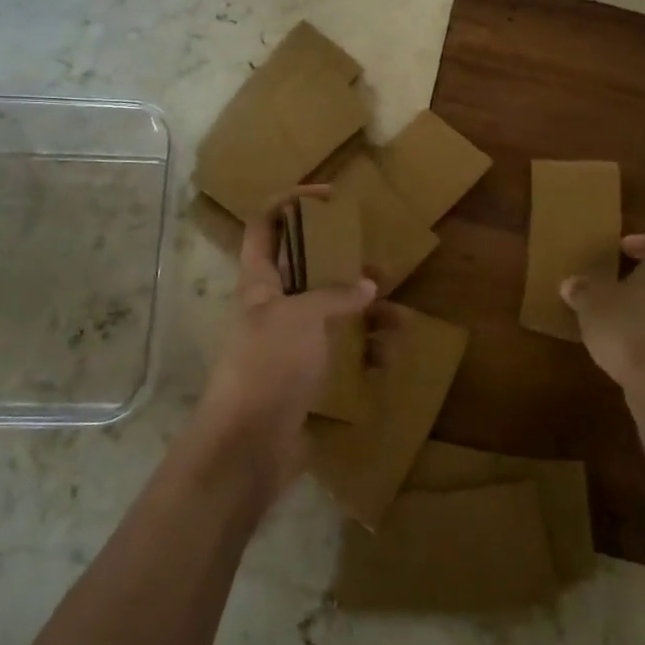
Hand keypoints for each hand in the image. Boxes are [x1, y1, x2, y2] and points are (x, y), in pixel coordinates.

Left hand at [192, 188, 375, 501]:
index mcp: (258, 282)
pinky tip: (386, 358)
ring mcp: (288, 345)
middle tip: (376, 262)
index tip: (329, 196)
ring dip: (362, 313)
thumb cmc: (267, 366)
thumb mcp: (301, 318)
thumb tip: (368, 286)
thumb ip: (334, 295)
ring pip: (328, 315)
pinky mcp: (303, 379)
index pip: (266, 225)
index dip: (291, 202)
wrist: (247, 449)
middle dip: (340, 263)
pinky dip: (362, 353)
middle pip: (304, 270)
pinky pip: (338, 356)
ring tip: (396, 316)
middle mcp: (271, 308)